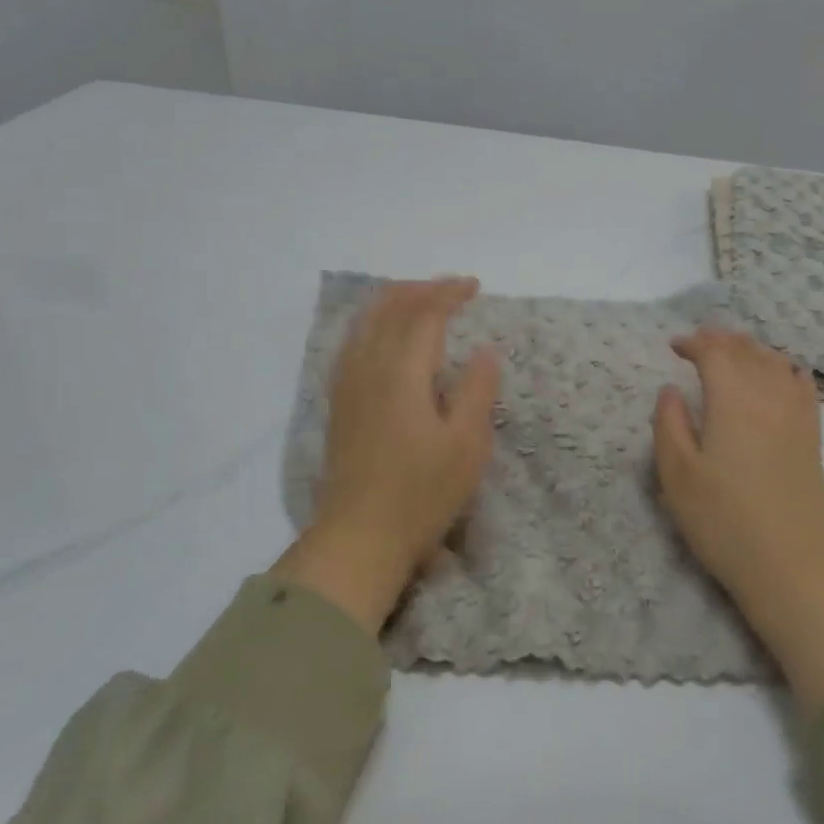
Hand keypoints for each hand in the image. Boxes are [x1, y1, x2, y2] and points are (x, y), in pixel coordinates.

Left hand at [275, 277, 499, 633]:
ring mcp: (347, 383)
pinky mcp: (338, 402)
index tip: (473, 286)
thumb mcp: (467, 445)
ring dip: (394, 301)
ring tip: (419, 301)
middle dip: (421, 290)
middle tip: (451, 289)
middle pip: (390, 308)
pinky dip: (373, 323)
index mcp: (403, 371)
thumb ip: (478, 390)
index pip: (425, 314)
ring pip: (366, 321)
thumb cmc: (421, 493)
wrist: (358, 536)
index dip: (449, 293)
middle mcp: (369, 366)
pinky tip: (383, 335)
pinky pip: (353, 341)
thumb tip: (485, 350)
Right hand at [652, 330, 823, 604]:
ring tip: (732, 350)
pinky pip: (802, 385)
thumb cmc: (723, 521)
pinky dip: (786, 368)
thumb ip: (668, 424)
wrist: (790, 567)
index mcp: (732, 402)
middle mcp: (768, 398)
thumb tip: (670, 390)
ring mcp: (796, 416)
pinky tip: (780, 371)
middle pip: (747, 351)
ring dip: (751, 349)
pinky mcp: (812, 437)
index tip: (673, 347)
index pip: (715, 353)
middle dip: (721, 339)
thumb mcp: (676, 475)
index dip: (694, 343)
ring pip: (775, 363)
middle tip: (698, 341)